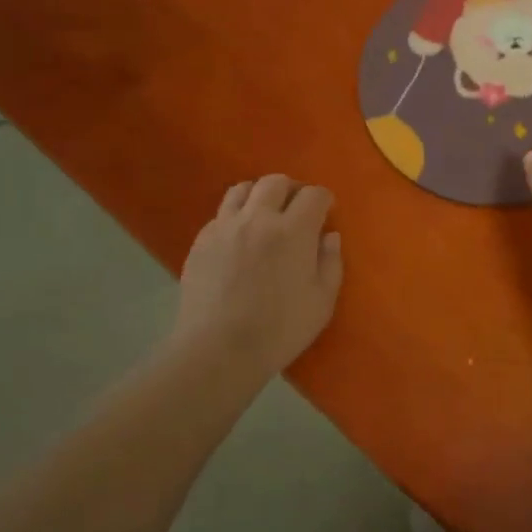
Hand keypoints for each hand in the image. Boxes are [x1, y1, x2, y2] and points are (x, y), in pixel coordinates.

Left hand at [171, 174, 343, 381]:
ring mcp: (224, 227)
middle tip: (296, 210)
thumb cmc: (279, 330)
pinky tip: (239, 239)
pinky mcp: (201, 241)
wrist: (218, 349)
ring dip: (259, 195)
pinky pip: (221, 214)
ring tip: (265, 215)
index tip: (326, 213)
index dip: (324, 200)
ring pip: (242, 189)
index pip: (313, 195)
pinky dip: (235, 217)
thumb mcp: (321, 302)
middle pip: (275, 182)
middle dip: (291, 190)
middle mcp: (258, 218)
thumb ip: (330, 263)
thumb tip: (329, 236)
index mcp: (293, 231)